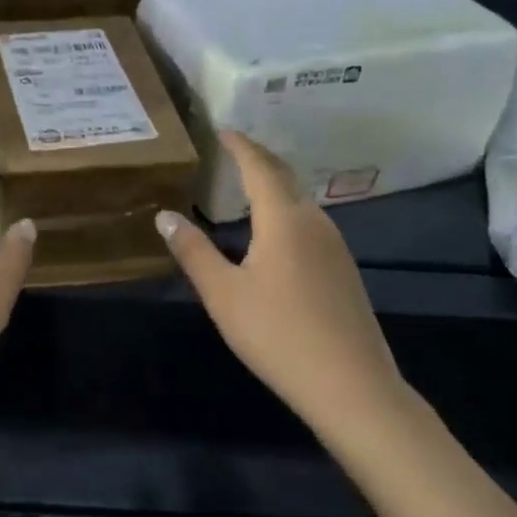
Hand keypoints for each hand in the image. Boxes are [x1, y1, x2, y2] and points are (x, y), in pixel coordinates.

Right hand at [156, 132, 405, 436]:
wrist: (352, 386)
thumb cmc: (278, 335)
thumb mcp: (224, 295)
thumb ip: (193, 252)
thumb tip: (164, 216)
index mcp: (284, 219)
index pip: (259, 166)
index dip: (239, 145)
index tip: (222, 130)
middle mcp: (314, 221)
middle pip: (285, 176)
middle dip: (259, 158)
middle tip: (233, 149)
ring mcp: (335, 245)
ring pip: (300, 200)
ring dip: (275, 183)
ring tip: (249, 184)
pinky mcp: (344, 269)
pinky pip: (310, 222)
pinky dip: (287, 209)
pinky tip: (276, 231)